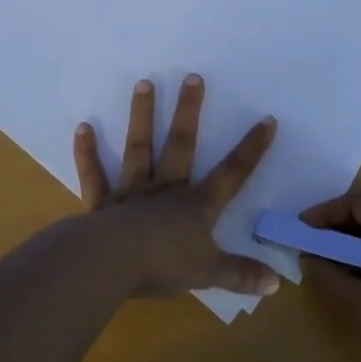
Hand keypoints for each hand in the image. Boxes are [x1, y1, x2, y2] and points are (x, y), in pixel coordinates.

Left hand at [74, 76, 280, 299]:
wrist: (111, 264)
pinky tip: (83, 127)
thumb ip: (241, 275)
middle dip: (189, 111)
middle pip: (182, 145)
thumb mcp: (209, 274)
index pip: (232, 173)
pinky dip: (88, 153)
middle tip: (192, 77)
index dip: (251, 149)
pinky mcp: (101, 205)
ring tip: (144, 83)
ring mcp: (132, 194)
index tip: (267, 119)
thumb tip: (277, 284)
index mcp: (196, 205)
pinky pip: (95, 176)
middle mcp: (166, 190)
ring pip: (139, 148)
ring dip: (142, 116)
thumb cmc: (164, 266)